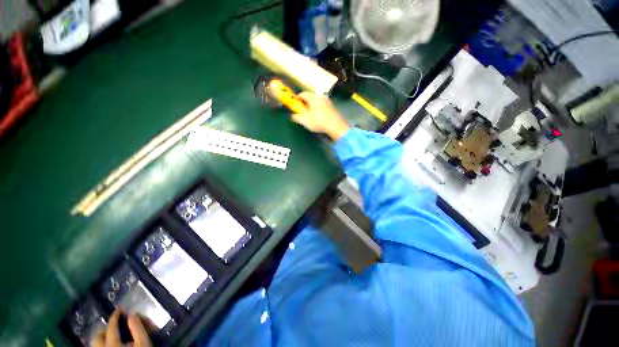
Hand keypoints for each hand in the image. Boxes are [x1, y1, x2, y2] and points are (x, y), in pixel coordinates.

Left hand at [92, 310, 152, 346]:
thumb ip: (139, 332)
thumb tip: (133, 315)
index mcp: (111, 342)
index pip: (112, 325)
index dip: (116, 316)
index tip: (121, 310)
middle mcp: (101, 346)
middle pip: (100, 334)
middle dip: (106, 330)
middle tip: (115, 331)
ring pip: (96, 343)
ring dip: (102, 340)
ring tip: (110, 341)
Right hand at [292, 92, 350, 141]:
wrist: (335, 126)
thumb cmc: (318, 121)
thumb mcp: (304, 120)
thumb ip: (296, 117)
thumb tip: (293, 115)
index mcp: (313, 97)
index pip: (302, 94)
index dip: (297, 98)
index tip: (294, 102)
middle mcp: (320, 96)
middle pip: (310, 96)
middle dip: (304, 101)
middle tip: (300, 107)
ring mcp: (327, 101)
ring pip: (316, 100)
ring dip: (311, 104)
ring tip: (308, 111)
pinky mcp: (331, 107)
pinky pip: (322, 104)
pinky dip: (317, 107)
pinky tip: (316, 114)